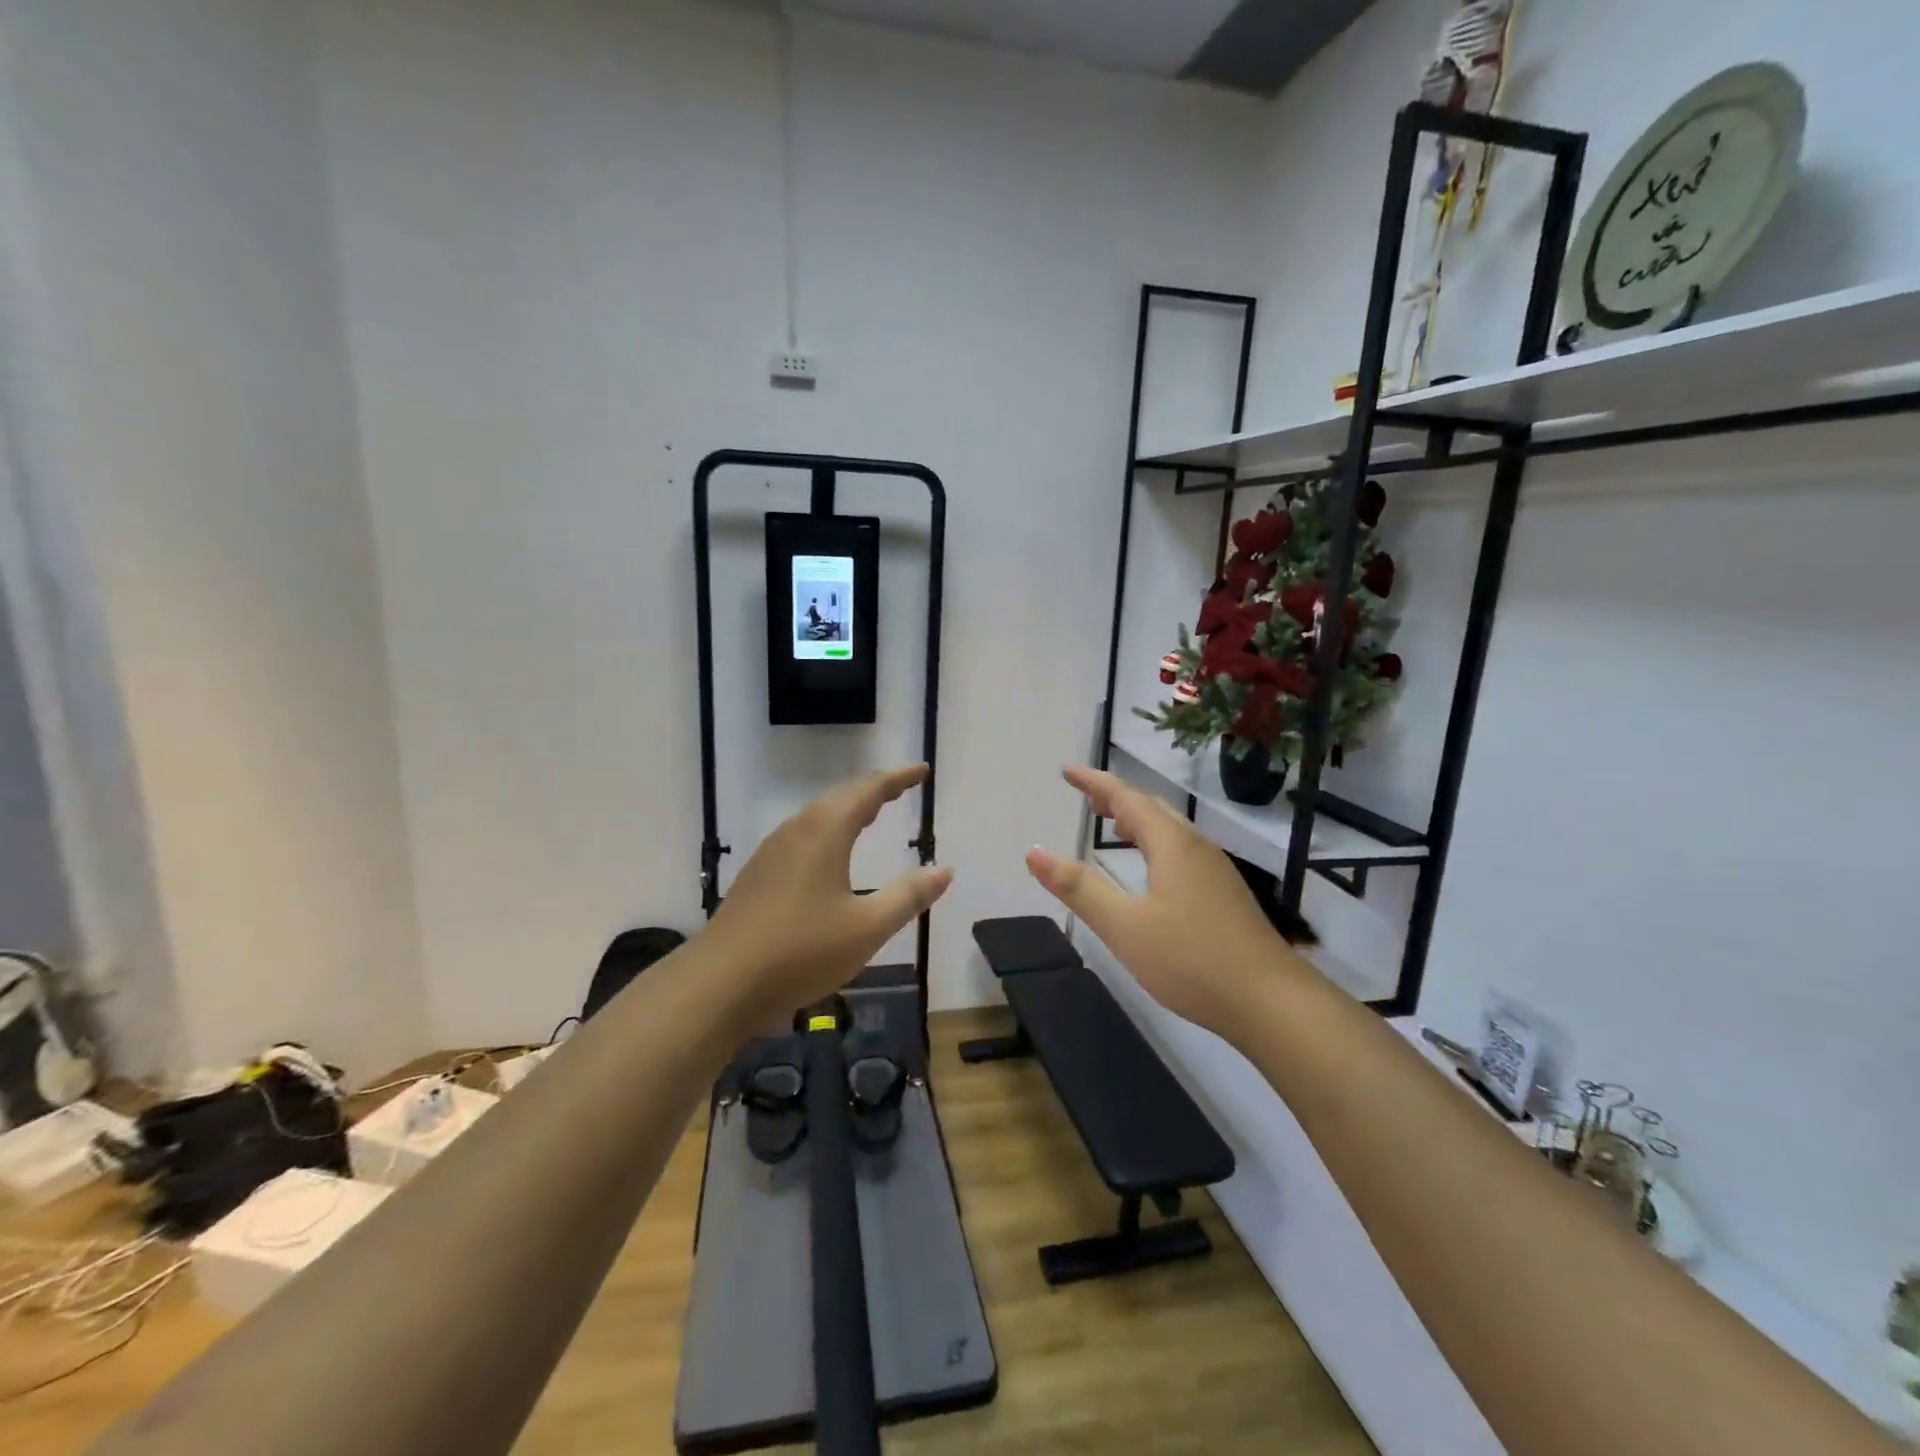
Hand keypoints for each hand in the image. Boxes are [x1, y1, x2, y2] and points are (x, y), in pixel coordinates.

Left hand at [708, 764, 952, 1018]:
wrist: (719, 984)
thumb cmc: (801, 950)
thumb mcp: (867, 927)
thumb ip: (908, 896)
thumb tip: (944, 870)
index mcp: (825, 831)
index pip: (869, 791)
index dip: (898, 779)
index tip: (922, 771)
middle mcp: (797, 831)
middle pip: (841, 797)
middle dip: (874, 790)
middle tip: (901, 788)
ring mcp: (772, 852)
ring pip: (818, 816)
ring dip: (848, 809)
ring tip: (871, 813)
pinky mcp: (758, 875)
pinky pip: (803, 836)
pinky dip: (829, 830)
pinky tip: (830, 855)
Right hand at [1026, 765, 1308, 1037]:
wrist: (1271, 1002)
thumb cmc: (1192, 960)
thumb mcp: (1124, 926)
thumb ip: (1079, 888)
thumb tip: (1034, 853)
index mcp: (1171, 844)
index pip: (1126, 798)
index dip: (1094, 782)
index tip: (1067, 770)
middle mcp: (1196, 846)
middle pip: (1151, 807)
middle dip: (1116, 796)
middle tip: (1086, 794)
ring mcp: (1215, 870)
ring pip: (1170, 829)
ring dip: (1138, 818)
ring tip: (1112, 822)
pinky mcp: (1225, 893)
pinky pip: (1181, 849)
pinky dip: (1155, 841)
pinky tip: (1151, 868)